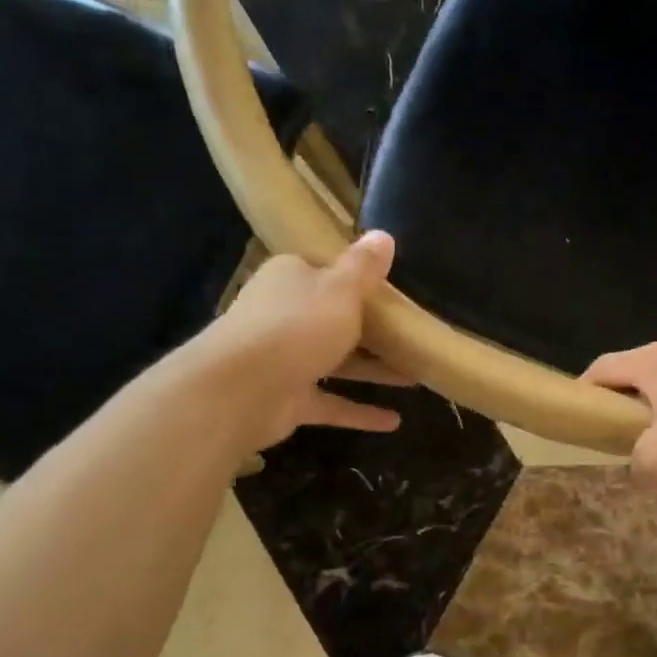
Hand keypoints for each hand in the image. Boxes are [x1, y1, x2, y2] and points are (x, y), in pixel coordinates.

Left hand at [187, 230, 408, 450]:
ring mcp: (283, 360)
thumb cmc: (297, 326)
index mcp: (291, 279)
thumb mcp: (342, 289)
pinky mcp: (287, 399)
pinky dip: (360, 411)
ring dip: (374, 371)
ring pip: (336, 362)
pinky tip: (394, 422)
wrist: (241, 389)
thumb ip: (365, 267)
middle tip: (412, 335)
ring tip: (415, 378)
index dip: (357, 279)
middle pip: (332, 318)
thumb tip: (383, 234)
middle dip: (372, 330)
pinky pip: (331, 403)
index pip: (324, 271)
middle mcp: (283, 315)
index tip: (393, 290)